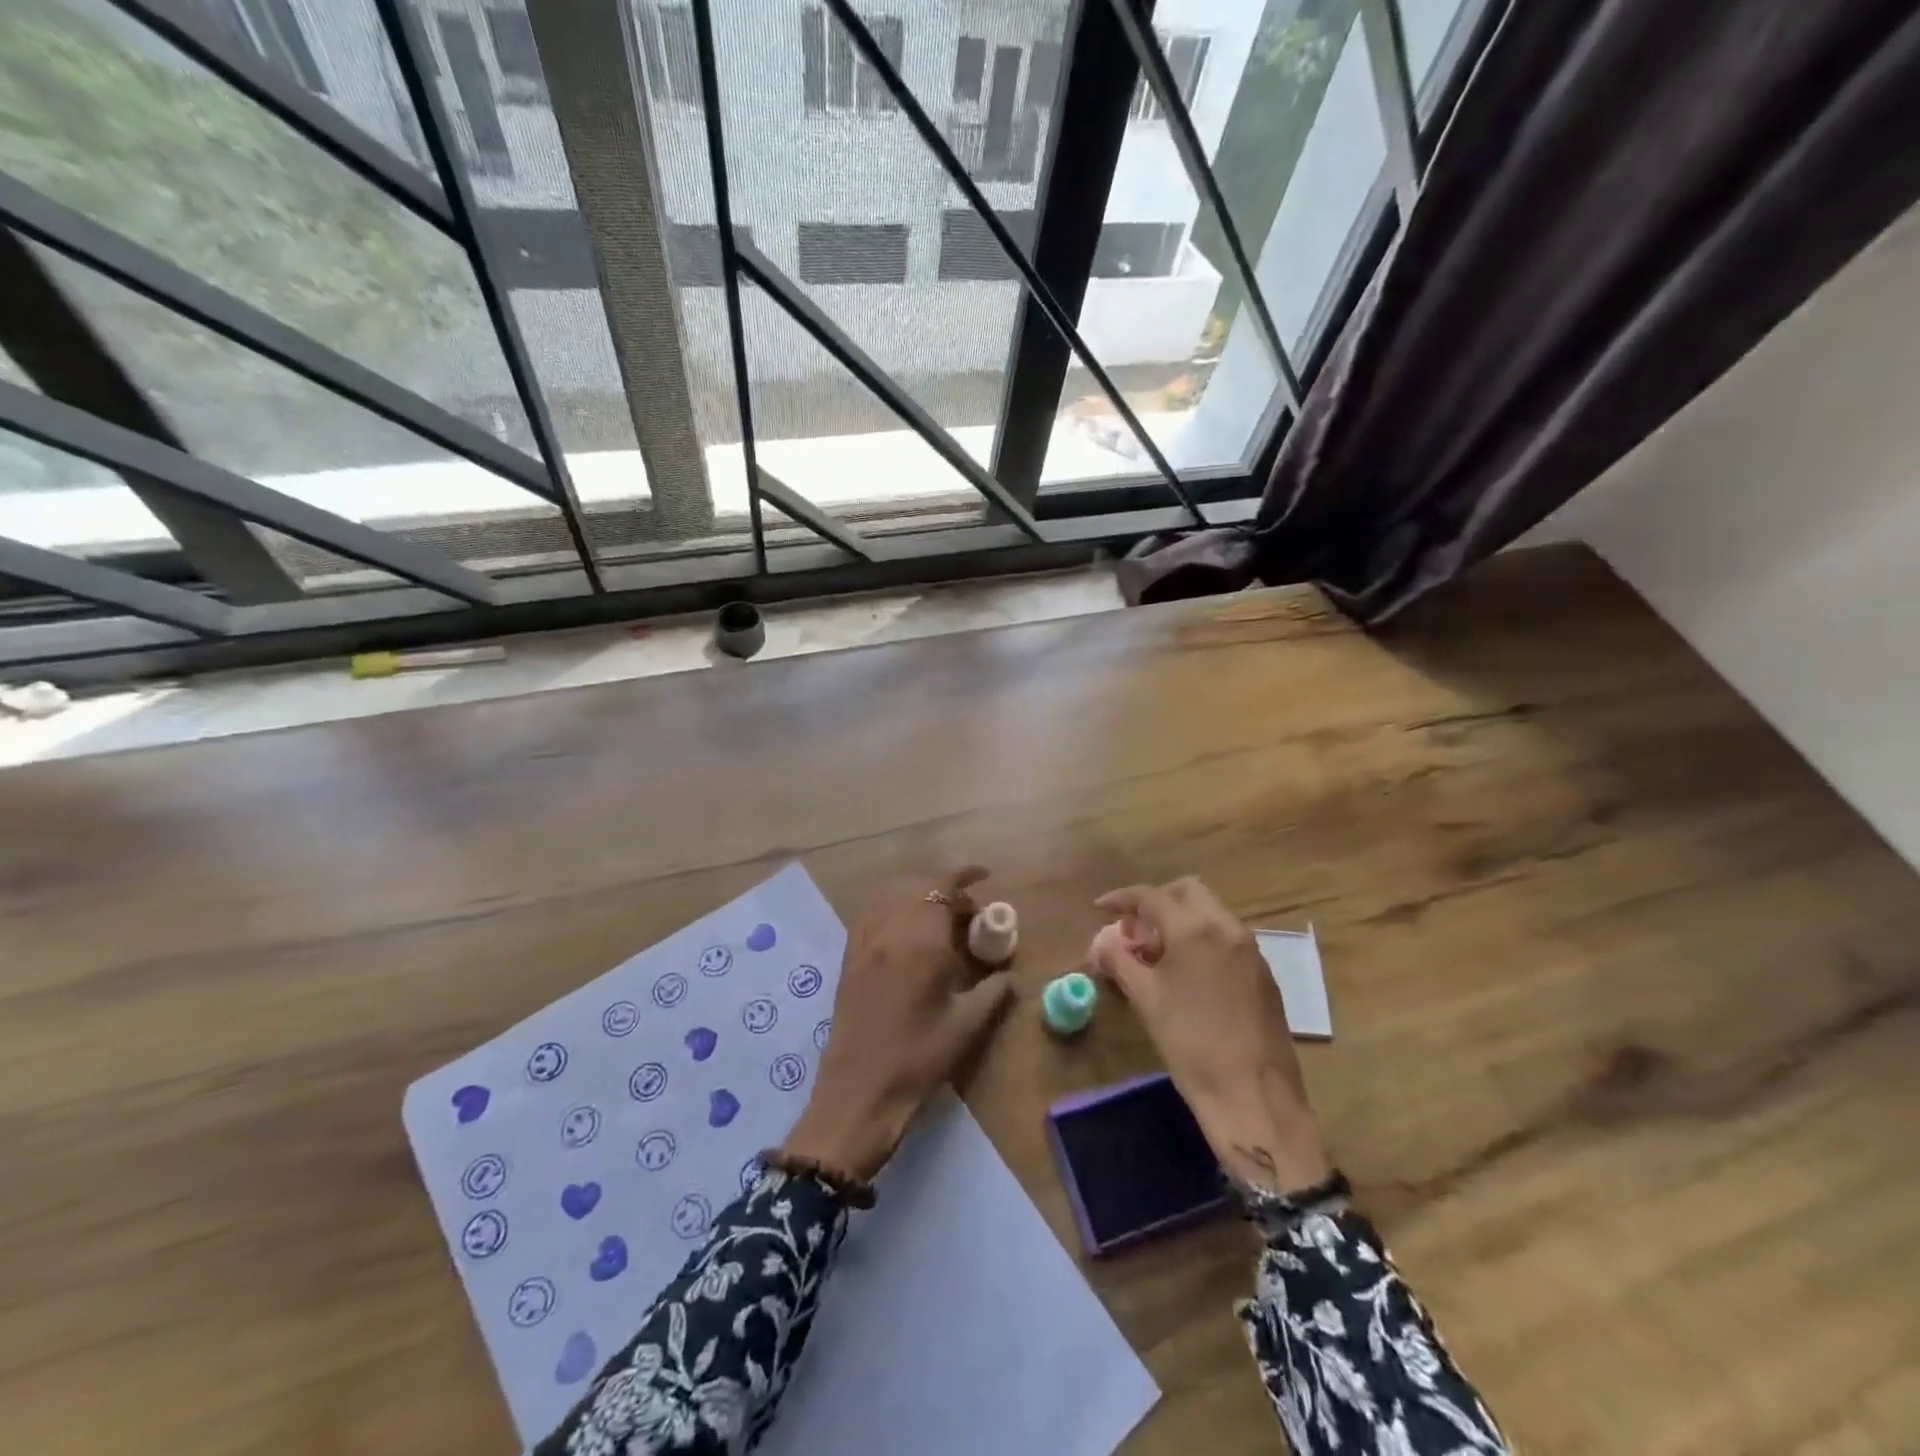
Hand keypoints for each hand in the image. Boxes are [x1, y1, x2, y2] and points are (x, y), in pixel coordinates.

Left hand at [781, 868, 1015, 1181]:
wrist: (858, 1094)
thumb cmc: (918, 1059)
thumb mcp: (967, 1026)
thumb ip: (994, 991)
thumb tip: (1012, 976)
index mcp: (920, 940)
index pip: (942, 887)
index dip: (964, 876)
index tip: (985, 877)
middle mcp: (889, 929)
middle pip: (917, 887)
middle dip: (945, 888)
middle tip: (969, 910)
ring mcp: (864, 941)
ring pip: (892, 897)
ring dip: (918, 895)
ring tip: (940, 917)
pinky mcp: (849, 957)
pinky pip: (873, 914)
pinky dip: (893, 908)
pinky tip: (906, 931)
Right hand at [1089, 877, 1331, 1193]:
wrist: (1254, 1096)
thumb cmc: (1191, 1045)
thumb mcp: (1145, 999)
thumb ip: (1119, 960)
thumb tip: (1103, 942)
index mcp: (1195, 929)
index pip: (1151, 896)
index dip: (1122, 899)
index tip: (1101, 908)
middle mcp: (1227, 928)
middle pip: (1187, 891)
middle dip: (1156, 901)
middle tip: (1133, 928)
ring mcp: (1250, 950)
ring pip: (1210, 912)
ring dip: (1180, 920)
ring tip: (1155, 954)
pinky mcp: (1263, 974)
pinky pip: (1226, 938)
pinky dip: (1201, 939)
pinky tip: (1185, 973)